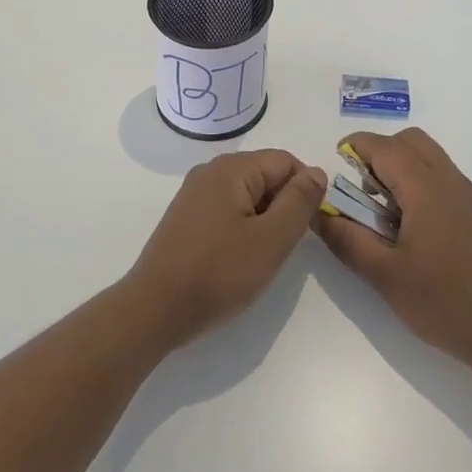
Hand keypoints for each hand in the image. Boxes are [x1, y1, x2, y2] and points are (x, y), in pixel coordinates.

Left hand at [124, 150, 326, 351]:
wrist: (155, 310)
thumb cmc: (218, 273)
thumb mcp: (271, 239)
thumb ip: (299, 201)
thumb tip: (317, 172)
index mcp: (231, 168)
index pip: (285, 161)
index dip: (305, 190)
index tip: (309, 227)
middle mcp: (210, 171)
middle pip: (265, 175)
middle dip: (283, 205)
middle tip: (285, 246)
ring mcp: (194, 194)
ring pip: (247, 194)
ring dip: (264, 219)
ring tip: (262, 256)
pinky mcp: (186, 217)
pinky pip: (227, 209)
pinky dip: (243, 227)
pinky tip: (239, 258)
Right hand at [312, 128, 471, 378]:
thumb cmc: (444, 302)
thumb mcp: (384, 274)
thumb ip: (346, 238)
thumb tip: (317, 211)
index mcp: (425, 187)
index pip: (384, 146)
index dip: (356, 148)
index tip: (336, 169)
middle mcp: (448, 179)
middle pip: (409, 141)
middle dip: (379, 154)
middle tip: (361, 193)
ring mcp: (466, 194)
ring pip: (427, 156)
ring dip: (399, 168)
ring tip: (383, 212)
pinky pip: (440, 175)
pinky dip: (418, 182)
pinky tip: (410, 227)